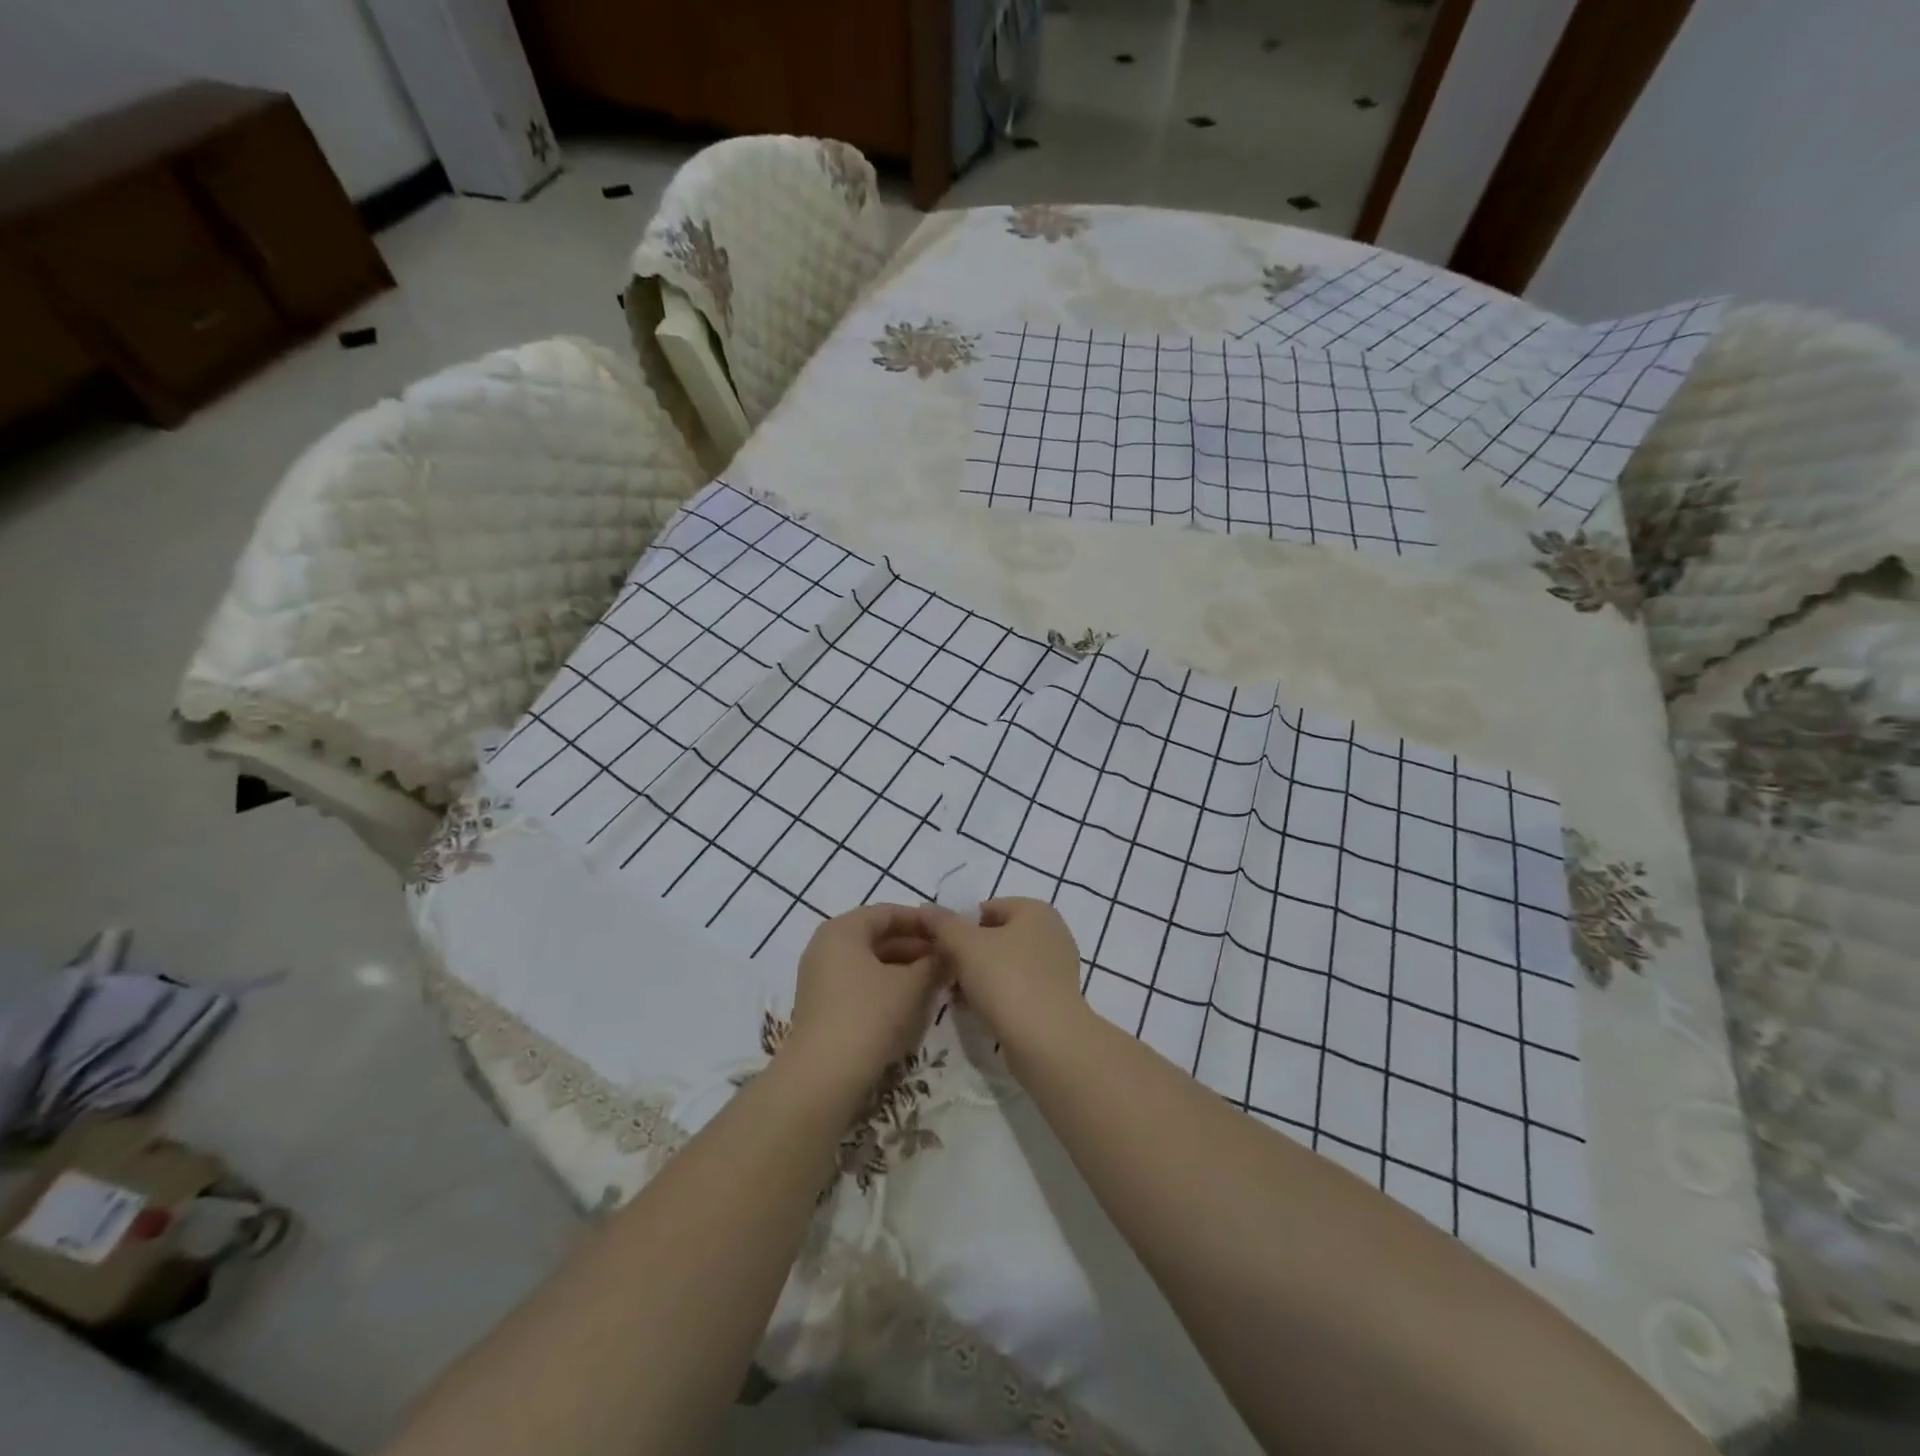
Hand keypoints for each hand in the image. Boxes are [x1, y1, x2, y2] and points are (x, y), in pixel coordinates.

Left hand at [784, 905, 945, 1089]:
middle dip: (914, 946)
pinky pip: (859, 982)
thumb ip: (934, 963)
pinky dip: (885, 985)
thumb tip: (948, 953)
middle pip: (877, 936)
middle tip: (947, 959)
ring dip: (902, 968)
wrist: (823, 1075)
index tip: (949, 932)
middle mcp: (826, 945)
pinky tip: (910, 1001)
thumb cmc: (869, 1015)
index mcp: (843, 929)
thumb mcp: (911, 985)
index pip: (888, 913)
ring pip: (869, 962)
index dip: (922, 922)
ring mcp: (820, 976)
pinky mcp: (821, 1005)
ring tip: (934, 980)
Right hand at [918, 898, 1086, 1050]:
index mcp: (1036, 911)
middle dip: (969, 954)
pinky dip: (998, 996)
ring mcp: (1057, 968)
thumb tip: (927, 908)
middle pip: (997, 937)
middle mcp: (1052, 932)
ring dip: (980, 977)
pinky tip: (978, 1012)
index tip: (941, 950)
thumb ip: (943, 923)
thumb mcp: (965, 945)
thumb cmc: (1006, 979)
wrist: (1047, 1041)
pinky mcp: (1056, 999)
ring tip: (957, 997)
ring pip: (1006, 965)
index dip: (960, 927)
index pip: (987, 908)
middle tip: (946, 975)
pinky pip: (1018, 988)